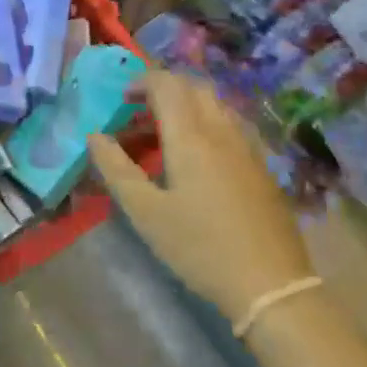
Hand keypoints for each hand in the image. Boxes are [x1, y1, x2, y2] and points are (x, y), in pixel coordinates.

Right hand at [88, 69, 314, 324]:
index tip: (122, 99)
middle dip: (165, 90)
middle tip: (140, 113)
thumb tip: (95, 136)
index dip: (142, 82)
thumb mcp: (146, 213)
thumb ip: (116, 170)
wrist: (271, 284)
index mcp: (191, 136)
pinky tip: (198, 158)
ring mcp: (247, 147)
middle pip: (194, 88)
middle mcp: (221, 130)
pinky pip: (230, 126)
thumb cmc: (200, 247)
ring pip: (216, 105)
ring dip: (187, 106)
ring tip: (165, 135)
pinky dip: (207, 124)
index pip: (167, 84)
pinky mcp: (262, 166)